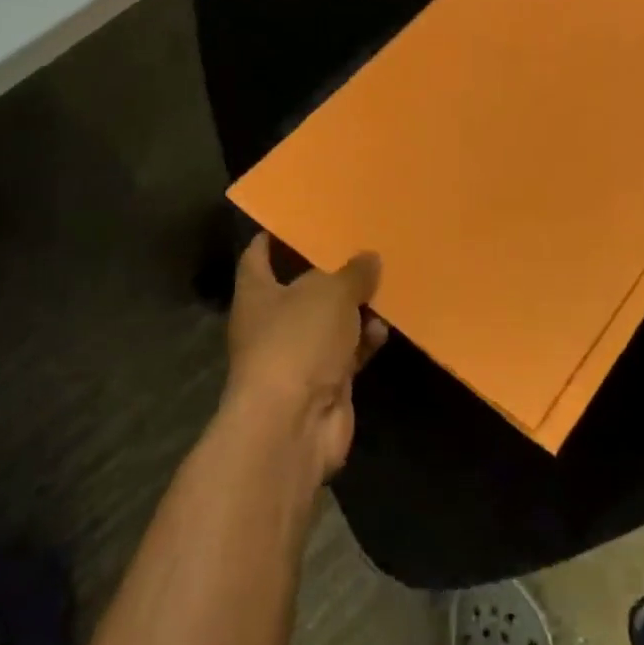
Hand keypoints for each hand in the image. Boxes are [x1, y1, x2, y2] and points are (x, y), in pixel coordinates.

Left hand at [225, 235, 387, 478]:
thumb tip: (368, 258)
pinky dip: (365, 341)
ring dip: (354, 308)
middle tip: (359, 244)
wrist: (294, 426)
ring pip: (329, 322)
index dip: (273, 236)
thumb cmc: (297, 341)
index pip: (257, 255)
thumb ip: (352, 272)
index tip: (297, 218)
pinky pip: (348, 352)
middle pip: (300, 288)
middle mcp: (271, 323)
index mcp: (257, 293)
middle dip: (329, 271)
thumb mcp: (330, 292)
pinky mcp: (323, 384)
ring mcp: (297, 356)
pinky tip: (386, 327)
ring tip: (383, 282)